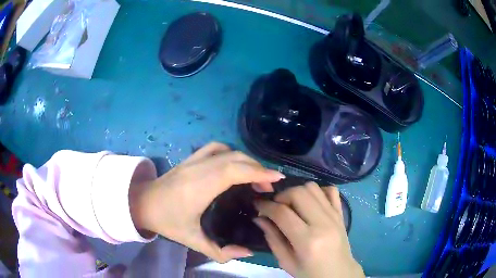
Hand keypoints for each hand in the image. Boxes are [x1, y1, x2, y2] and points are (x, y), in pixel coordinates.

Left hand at [130, 142, 284, 261]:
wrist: (142, 203)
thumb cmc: (167, 221)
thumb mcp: (193, 241)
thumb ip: (221, 251)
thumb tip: (247, 252)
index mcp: (199, 188)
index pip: (234, 171)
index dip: (258, 171)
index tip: (277, 177)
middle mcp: (198, 169)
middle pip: (235, 159)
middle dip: (257, 168)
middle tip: (268, 185)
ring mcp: (192, 160)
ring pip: (227, 150)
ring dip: (245, 160)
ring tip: (255, 175)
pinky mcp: (189, 158)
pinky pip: (215, 147)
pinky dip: (231, 152)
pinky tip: (234, 164)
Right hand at [254, 182, 364, 277]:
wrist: (339, 274)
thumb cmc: (310, 273)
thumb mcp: (286, 262)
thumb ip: (272, 239)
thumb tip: (259, 218)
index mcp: (307, 241)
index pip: (282, 213)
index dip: (266, 206)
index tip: (257, 204)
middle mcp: (323, 223)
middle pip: (298, 193)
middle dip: (281, 196)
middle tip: (276, 207)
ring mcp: (334, 216)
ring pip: (313, 187)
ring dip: (297, 192)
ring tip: (292, 205)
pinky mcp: (341, 213)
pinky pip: (331, 190)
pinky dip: (318, 191)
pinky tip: (310, 203)